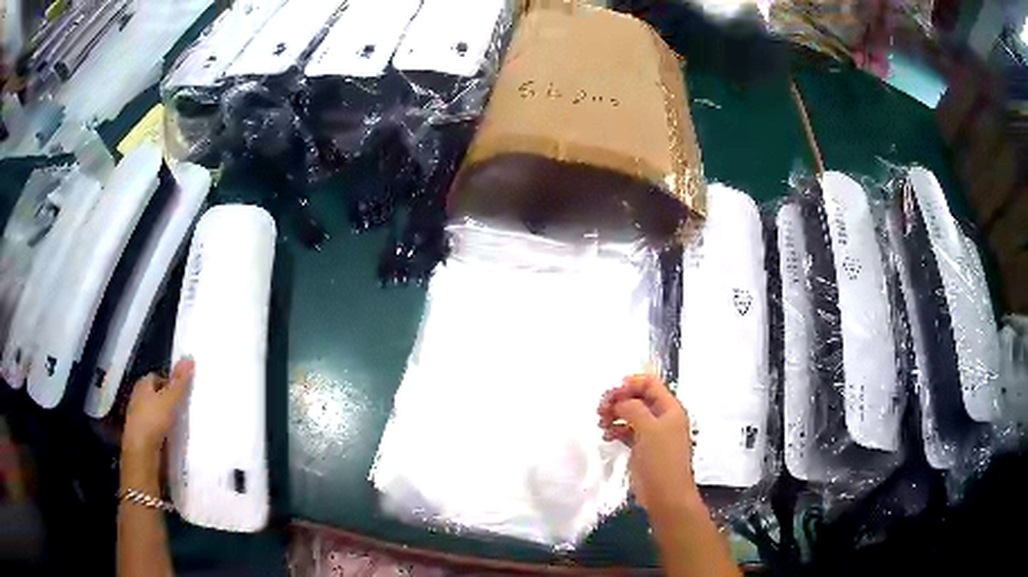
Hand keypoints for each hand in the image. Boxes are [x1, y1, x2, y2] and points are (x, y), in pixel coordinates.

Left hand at [122, 359, 193, 459]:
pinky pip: (155, 427)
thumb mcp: (169, 400)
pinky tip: (171, 437)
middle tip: (183, 409)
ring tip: (180, 425)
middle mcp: (137, 397)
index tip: (182, 393)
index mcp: (142, 385)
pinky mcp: (142, 434)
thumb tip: (189, 357)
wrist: (141, 451)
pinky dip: (162, 430)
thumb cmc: (153, 420)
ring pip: (155, 412)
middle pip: (156, 395)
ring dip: (165, 417)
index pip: (157, 377)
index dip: (169, 383)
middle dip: (168, 400)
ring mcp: (138, 417)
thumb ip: (179, 382)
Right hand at [597, 374, 700, 519]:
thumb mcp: (649, 429)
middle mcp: (662, 417)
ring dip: (615, 414)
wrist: (666, 495)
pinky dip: (616, 429)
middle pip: (638, 397)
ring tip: (601, 423)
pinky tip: (607, 436)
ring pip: (631, 414)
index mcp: (670, 408)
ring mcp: (653, 433)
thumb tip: (620, 401)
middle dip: (619, 399)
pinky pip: (627, 430)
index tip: (611, 395)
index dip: (630, 384)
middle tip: (600, 409)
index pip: (649, 383)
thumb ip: (634, 408)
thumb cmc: (661, 460)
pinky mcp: (643, 447)